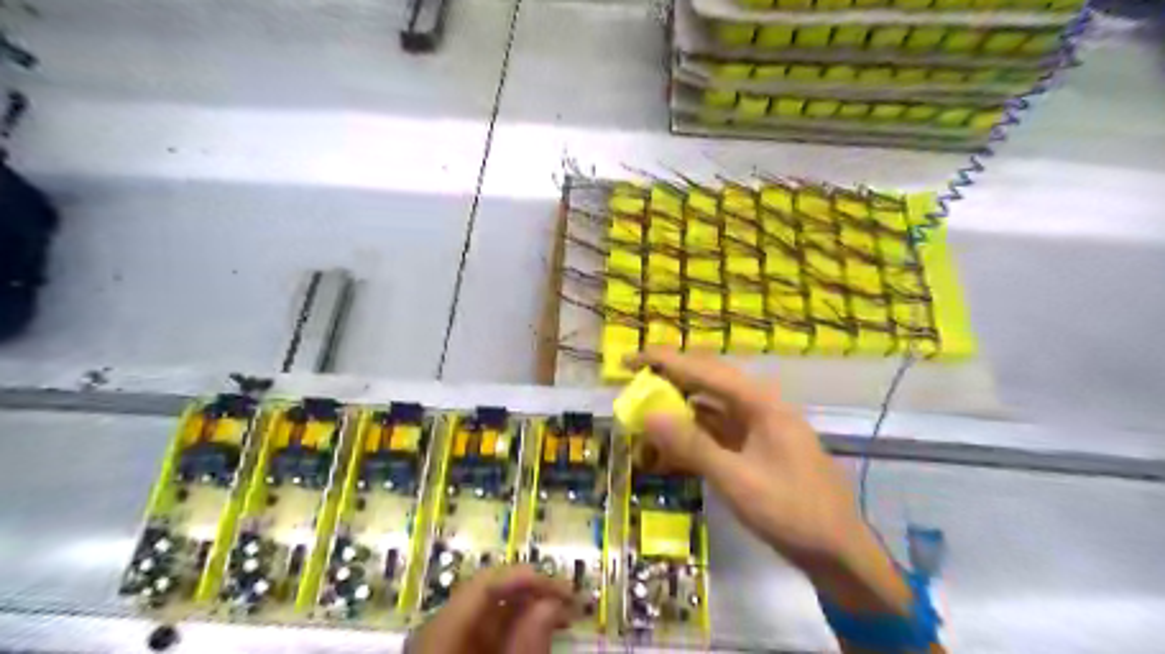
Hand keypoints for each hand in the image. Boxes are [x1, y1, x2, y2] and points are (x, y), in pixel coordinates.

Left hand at [407, 564, 573, 653]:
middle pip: (490, 593)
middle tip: (571, 601)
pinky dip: (516, 629)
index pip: (488, 580)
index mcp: (441, 625)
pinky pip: (487, 631)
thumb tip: (552, 602)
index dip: (528, 576)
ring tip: (564, 616)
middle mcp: (439, 624)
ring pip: (491, 612)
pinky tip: (538, 631)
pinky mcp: (453, 648)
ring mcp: (445, 638)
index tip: (564, 587)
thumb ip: (524, 641)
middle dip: (533, 593)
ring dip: (529, 609)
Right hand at [633, 350, 914, 615]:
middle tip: (634, 383)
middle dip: (670, 379)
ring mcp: (760, 426)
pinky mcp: (757, 446)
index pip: (704, 369)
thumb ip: (692, 445)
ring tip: (647, 411)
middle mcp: (760, 405)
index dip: (665, 361)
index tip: (630, 358)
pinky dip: (694, 432)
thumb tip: (649, 414)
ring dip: (680, 407)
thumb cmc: (791, 511)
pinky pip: (719, 430)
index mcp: (760, 402)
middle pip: (708, 381)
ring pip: (711, 405)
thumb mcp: (737, 479)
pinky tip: (673, 443)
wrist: (838, 551)